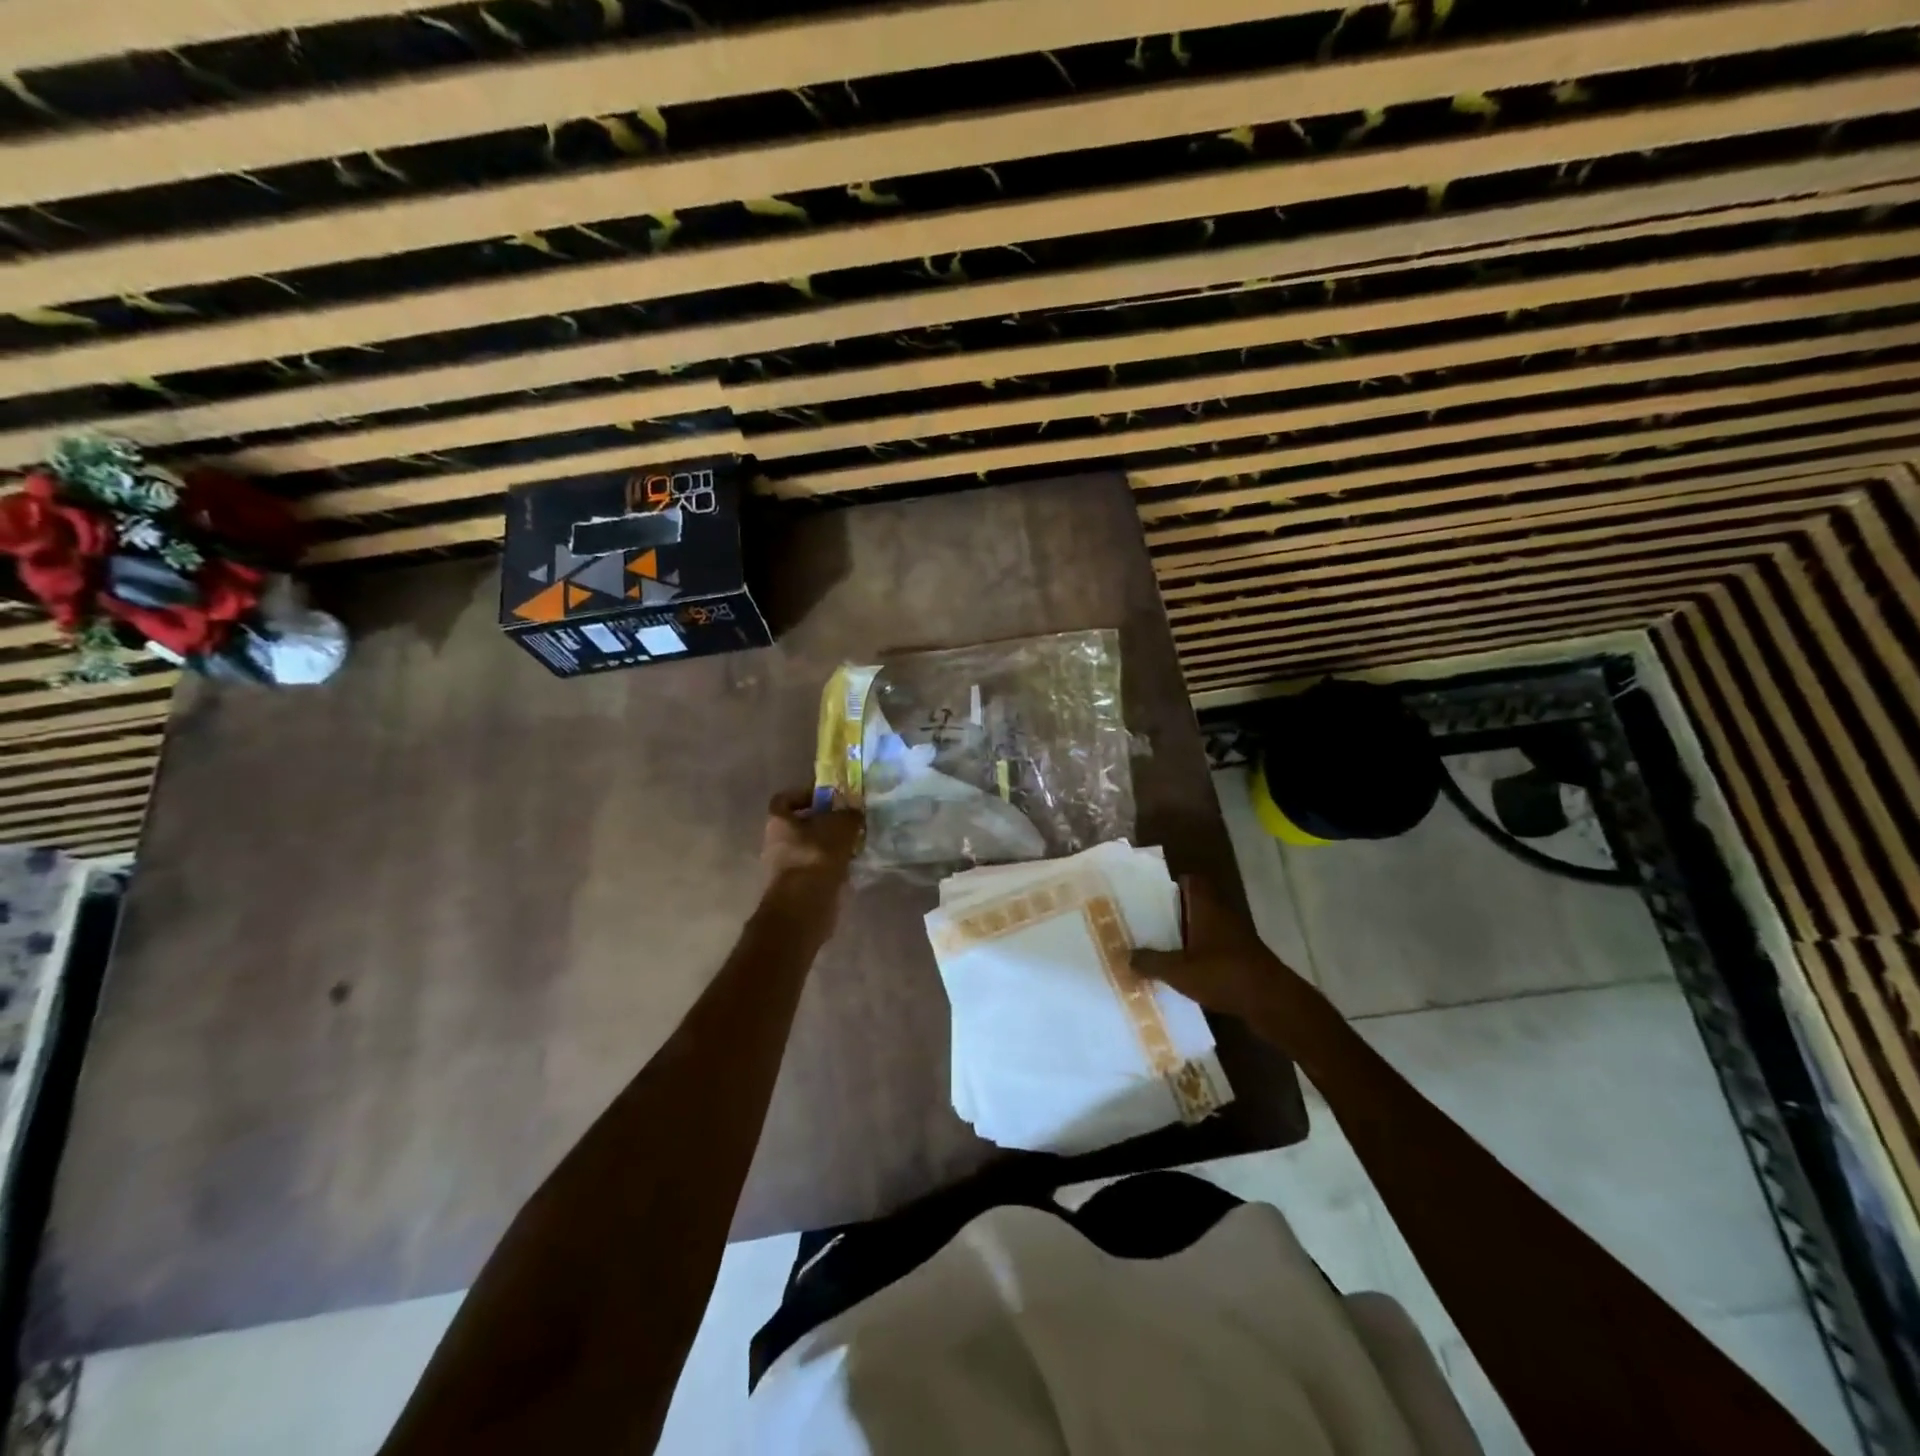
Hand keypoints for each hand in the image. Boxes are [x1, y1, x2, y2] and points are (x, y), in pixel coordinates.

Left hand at [762, 789, 862, 885]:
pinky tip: (851, 866)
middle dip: (823, 823)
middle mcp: (776, 843)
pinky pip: (817, 870)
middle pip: (800, 826)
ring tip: (854, 844)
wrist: (805, 905)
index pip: (785, 799)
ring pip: (810, 849)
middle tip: (847, 822)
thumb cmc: (817, 855)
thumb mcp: (841, 826)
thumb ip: (849, 815)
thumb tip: (854, 812)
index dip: (804, 795)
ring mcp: (785, 868)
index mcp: (778, 822)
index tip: (826, 798)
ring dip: (830, 847)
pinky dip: (832, 867)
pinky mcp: (797, 889)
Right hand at [1132, 876, 1304, 1022]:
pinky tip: (1181, 971)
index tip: (1149, 894)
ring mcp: (1234, 937)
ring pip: (1204, 927)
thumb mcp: (1179, 971)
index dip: (1171, 883)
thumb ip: (1151, 962)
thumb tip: (1126, 956)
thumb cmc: (1224, 974)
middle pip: (1195, 904)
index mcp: (1207, 907)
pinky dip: (1199, 955)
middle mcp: (1222, 915)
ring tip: (1157, 947)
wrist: (1273, 1002)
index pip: (1191, 881)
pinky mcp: (1241, 958)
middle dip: (1172, 912)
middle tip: (1145, 922)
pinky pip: (1213, 948)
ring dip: (1185, 935)